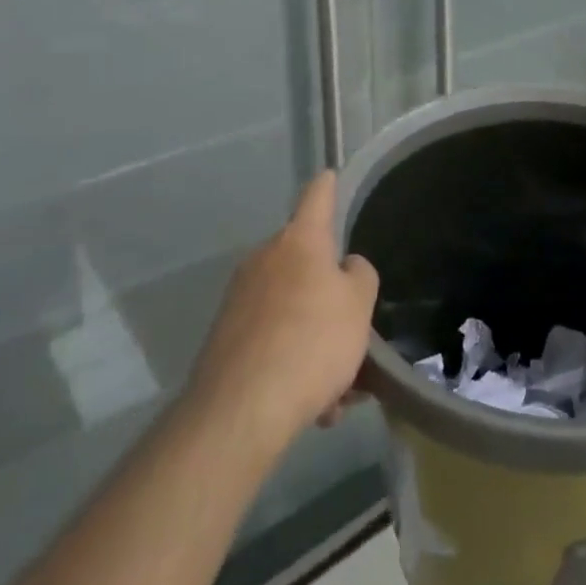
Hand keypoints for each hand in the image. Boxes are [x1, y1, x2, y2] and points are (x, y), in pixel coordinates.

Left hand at [188, 170, 379, 454]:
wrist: (241, 409)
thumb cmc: (312, 341)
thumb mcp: (359, 305)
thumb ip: (359, 277)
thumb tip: (344, 268)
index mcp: (300, 241)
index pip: (317, 197)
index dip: (328, 186)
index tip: (330, 175)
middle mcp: (265, 258)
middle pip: (306, 264)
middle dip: (330, 297)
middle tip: (354, 335)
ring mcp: (241, 297)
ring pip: (292, 310)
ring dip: (316, 340)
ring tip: (337, 392)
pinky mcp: (226, 337)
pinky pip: (273, 340)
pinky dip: (294, 363)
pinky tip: (312, 406)